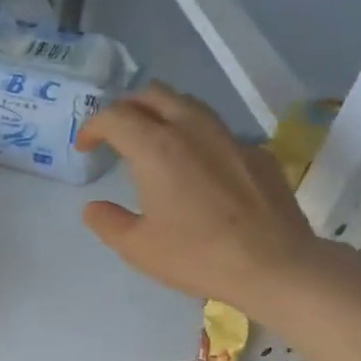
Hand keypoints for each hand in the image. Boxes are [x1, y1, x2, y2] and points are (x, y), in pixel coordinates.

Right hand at [74, 83, 319, 312]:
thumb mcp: (136, 247)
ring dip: (163, 115)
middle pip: (153, 94)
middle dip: (127, 108)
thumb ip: (107, 221)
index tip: (86, 148)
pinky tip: (198, 171)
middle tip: (117, 136)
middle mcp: (192, 129)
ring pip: (189, 104)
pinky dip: (197, 139)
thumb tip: (94, 208)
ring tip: (154, 144)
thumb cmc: (196, 255)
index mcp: (156, 147)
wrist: (274, 266)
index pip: (115, 116)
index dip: (93, 127)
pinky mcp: (257, 153)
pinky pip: (218, 132)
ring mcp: (230, 137)